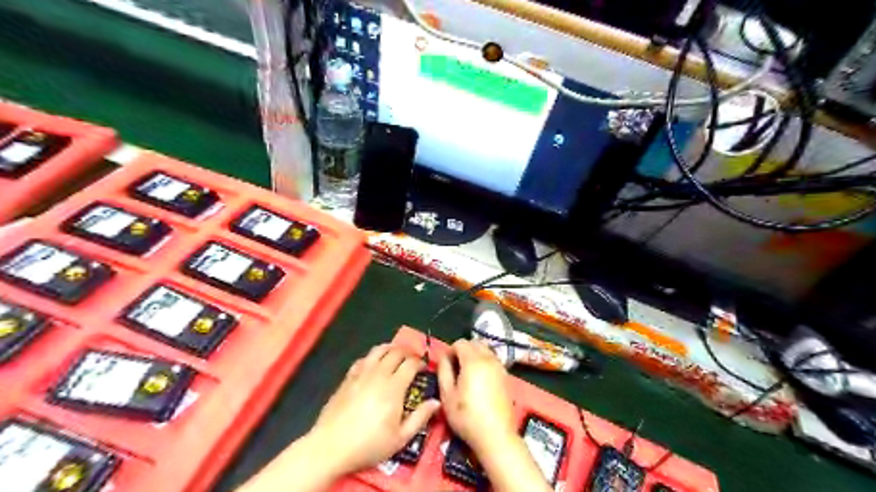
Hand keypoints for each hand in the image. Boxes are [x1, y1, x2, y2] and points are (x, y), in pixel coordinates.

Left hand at [309, 344, 445, 474]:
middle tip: (413, 359)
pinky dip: (373, 356)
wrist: (331, 446)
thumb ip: (420, 418)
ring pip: (378, 350)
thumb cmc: (368, 445)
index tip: (424, 367)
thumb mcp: (400, 438)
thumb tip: (436, 402)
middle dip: (408, 352)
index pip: (411, 364)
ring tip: (396, 353)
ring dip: (391, 348)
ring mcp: (361, 374)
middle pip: (396, 352)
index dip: (420, 362)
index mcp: (394, 388)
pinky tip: (374, 363)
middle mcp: (378, 375)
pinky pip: (363, 359)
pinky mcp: (348, 378)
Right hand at [436, 340, 513, 455]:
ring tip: (467, 376)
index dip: (450, 351)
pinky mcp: (506, 376)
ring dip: (474, 356)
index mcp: (473, 361)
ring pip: (485, 350)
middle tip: (455, 370)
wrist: (495, 435)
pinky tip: (479, 382)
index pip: (460, 342)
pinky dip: (484, 363)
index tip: (446, 367)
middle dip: (463, 351)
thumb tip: (444, 357)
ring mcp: (500, 367)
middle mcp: (489, 359)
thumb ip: (443, 371)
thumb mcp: (447, 395)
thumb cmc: (466, 416)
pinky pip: (493, 360)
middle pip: (474, 343)